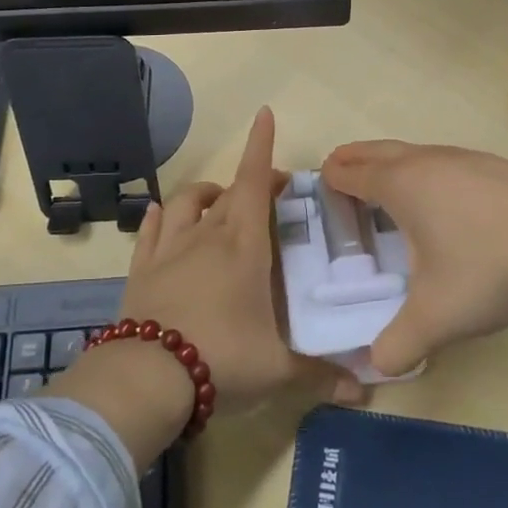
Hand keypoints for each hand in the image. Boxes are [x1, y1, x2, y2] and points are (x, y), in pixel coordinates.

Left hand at [120, 107, 360, 417]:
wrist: (148, 377)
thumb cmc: (222, 360)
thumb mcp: (278, 371)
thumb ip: (321, 375)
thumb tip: (365, 392)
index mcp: (244, 247)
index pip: (256, 182)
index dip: (260, 146)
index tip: (264, 115)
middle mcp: (207, 236)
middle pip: (231, 192)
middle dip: (254, 181)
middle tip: (275, 190)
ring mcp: (170, 249)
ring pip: (187, 201)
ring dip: (208, 193)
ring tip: (220, 200)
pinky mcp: (142, 267)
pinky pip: (152, 228)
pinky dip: (162, 215)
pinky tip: (165, 215)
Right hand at [320, 141, 507, 376]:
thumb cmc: (487, 267)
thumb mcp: (436, 317)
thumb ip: (399, 344)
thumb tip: (375, 367)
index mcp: (400, 186)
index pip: (352, 173)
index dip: (332, 180)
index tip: (319, 187)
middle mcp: (426, 162)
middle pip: (376, 151)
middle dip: (353, 159)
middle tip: (337, 169)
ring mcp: (463, 159)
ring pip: (412, 151)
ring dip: (390, 162)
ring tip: (385, 183)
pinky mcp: (493, 166)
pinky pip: (442, 160)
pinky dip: (425, 170)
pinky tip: (442, 195)